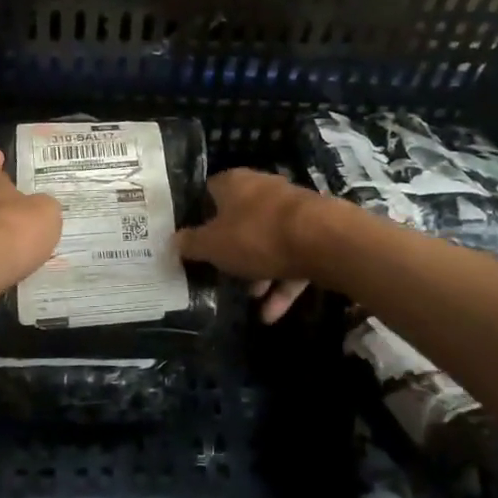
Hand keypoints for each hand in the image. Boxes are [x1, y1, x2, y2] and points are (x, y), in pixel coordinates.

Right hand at [177, 169, 319, 323]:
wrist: (323, 240)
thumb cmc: (257, 235)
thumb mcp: (213, 245)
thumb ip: (192, 244)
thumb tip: (174, 240)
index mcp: (234, 183)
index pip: (209, 193)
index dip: (199, 216)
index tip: (192, 241)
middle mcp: (262, 190)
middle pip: (239, 219)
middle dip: (231, 250)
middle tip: (220, 274)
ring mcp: (291, 211)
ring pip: (267, 242)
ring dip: (258, 271)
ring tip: (251, 299)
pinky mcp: (314, 233)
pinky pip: (291, 259)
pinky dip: (281, 284)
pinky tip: (271, 313)